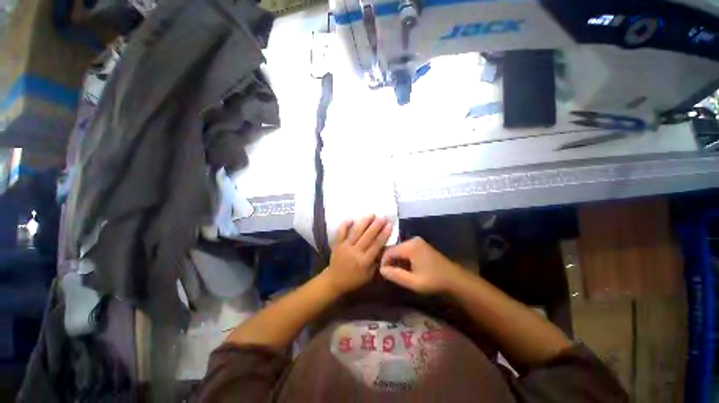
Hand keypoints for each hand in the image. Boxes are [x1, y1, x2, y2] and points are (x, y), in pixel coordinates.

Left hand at [322, 215, 392, 294]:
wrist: (334, 280)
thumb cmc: (354, 279)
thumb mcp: (369, 275)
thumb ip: (376, 262)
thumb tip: (384, 248)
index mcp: (364, 261)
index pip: (376, 245)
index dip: (383, 234)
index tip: (389, 225)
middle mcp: (355, 252)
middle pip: (367, 236)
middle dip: (376, 225)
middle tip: (383, 216)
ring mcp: (345, 246)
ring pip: (356, 232)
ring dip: (364, 222)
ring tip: (371, 214)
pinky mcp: (337, 244)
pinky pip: (340, 233)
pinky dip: (345, 225)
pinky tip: (350, 218)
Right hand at [380, 237, 464, 294]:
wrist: (454, 279)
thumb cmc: (434, 281)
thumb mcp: (413, 282)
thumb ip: (396, 275)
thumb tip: (381, 270)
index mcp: (410, 246)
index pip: (389, 251)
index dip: (383, 262)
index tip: (382, 273)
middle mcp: (412, 240)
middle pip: (394, 249)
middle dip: (389, 261)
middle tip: (389, 274)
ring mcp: (417, 241)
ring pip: (399, 249)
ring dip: (396, 260)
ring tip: (396, 273)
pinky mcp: (420, 245)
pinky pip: (406, 249)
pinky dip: (402, 258)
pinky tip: (405, 268)